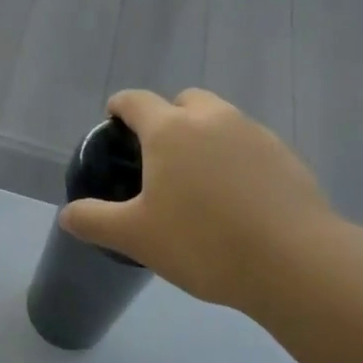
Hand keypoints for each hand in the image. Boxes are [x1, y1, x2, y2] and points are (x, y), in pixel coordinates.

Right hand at [59, 88, 345, 312]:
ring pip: (221, 120)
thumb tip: (67, 214)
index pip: (135, 100)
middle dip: (169, 117)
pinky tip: (240, 199)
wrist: (295, 262)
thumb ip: (95, 221)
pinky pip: (251, 145)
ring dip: (206, 136)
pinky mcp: (286, 156)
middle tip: (161, 158)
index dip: (120, 107)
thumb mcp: (137, 237)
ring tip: (202, 182)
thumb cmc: (203, 242)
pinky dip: (238, 158)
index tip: (114, 123)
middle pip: (184, 100)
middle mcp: (212, 119)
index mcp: (170, 130)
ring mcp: (254, 133)